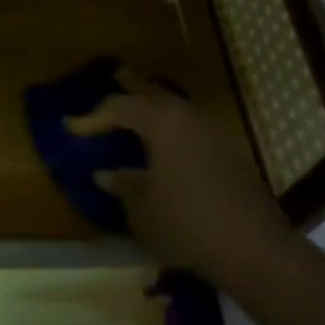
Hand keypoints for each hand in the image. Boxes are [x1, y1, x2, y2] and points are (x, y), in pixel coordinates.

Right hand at [68, 77, 290, 285]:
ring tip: (140, 104)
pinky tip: (169, 140)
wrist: (254, 248)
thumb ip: (122, 184)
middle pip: (152, 94)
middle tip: (116, 76)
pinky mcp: (228, 152)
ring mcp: (212, 132)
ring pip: (176, 107)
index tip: (69, 126)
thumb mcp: (142, 208)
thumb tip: (105, 173)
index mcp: (160, 122)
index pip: (118, 108)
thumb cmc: (187, 223)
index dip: (92, 118)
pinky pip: (191, 125)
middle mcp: (186, 116)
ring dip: (155, 104)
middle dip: (132, 88)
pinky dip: (173, 124)